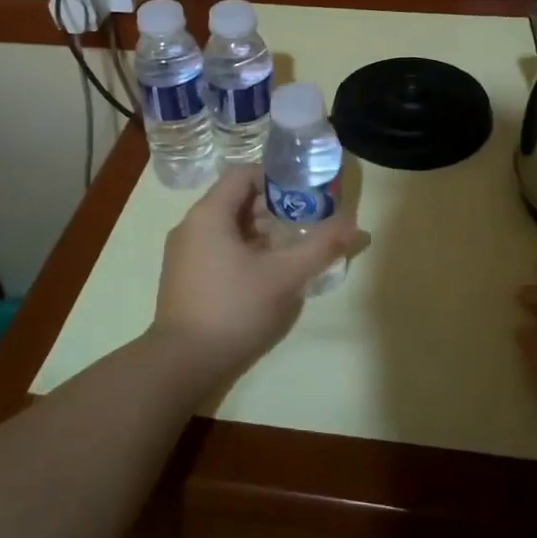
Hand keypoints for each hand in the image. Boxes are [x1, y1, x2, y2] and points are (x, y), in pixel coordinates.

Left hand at [150, 165, 357, 385]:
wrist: (183, 363)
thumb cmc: (234, 308)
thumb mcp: (285, 276)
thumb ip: (320, 246)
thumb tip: (354, 225)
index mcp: (209, 214)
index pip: (243, 174)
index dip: (276, 178)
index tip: (305, 194)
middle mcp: (191, 225)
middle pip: (236, 200)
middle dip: (273, 208)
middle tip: (306, 223)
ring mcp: (184, 253)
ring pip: (228, 227)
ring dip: (261, 233)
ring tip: (292, 250)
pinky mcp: (184, 277)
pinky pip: (218, 248)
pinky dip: (244, 251)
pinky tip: (267, 275)